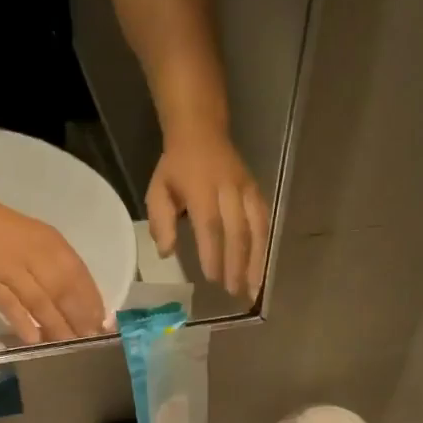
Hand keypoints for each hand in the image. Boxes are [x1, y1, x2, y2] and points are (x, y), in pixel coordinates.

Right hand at [0, 197, 109, 343]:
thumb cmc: (10, 234)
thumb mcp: (41, 242)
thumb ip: (61, 268)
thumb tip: (86, 305)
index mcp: (51, 244)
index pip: (79, 275)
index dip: (91, 301)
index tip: (102, 325)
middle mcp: (34, 254)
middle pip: (62, 290)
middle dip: (78, 317)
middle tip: (89, 340)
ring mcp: (9, 268)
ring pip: (38, 300)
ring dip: (56, 324)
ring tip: (68, 345)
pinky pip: (8, 304)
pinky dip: (22, 321)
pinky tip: (35, 339)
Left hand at [146, 125, 267, 298]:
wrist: (202, 130)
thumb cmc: (177, 166)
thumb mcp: (158, 189)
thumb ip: (160, 221)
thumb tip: (166, 252)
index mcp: (201, 188)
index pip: (210, 225)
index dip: (213, 253)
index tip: (213, 278)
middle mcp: (228, 189)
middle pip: (237, 231)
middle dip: (238, 264)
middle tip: (235, 292)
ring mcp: (246, 189)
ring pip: (257, 228)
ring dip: (257, 260)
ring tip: (254, 287)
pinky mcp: (257, 191)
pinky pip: (264, 221)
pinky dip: (265, 245)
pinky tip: (262, 266)